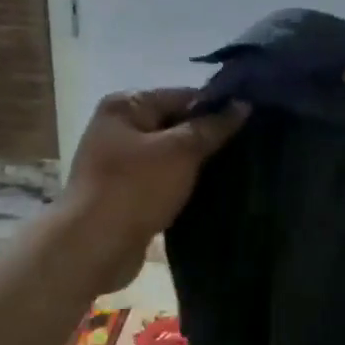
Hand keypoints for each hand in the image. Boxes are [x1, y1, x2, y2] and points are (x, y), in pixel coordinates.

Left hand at [58, 89, 247, 290]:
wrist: (93, 247)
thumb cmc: (135, 188)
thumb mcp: (180, 151)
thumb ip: (212, 127)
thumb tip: (243, 105)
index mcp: (126, 106)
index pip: (183, 96)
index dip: (217, 108)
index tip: (251, 122)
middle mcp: (119, 129)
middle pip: (176, 125)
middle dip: (209, 137)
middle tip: (249, 148)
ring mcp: (120, 164)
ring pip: (171, 156)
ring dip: (198, 165)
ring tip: (237, 171)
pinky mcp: (126, 194)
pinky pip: (164, 181)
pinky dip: (184, 186)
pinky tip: (212, 193)